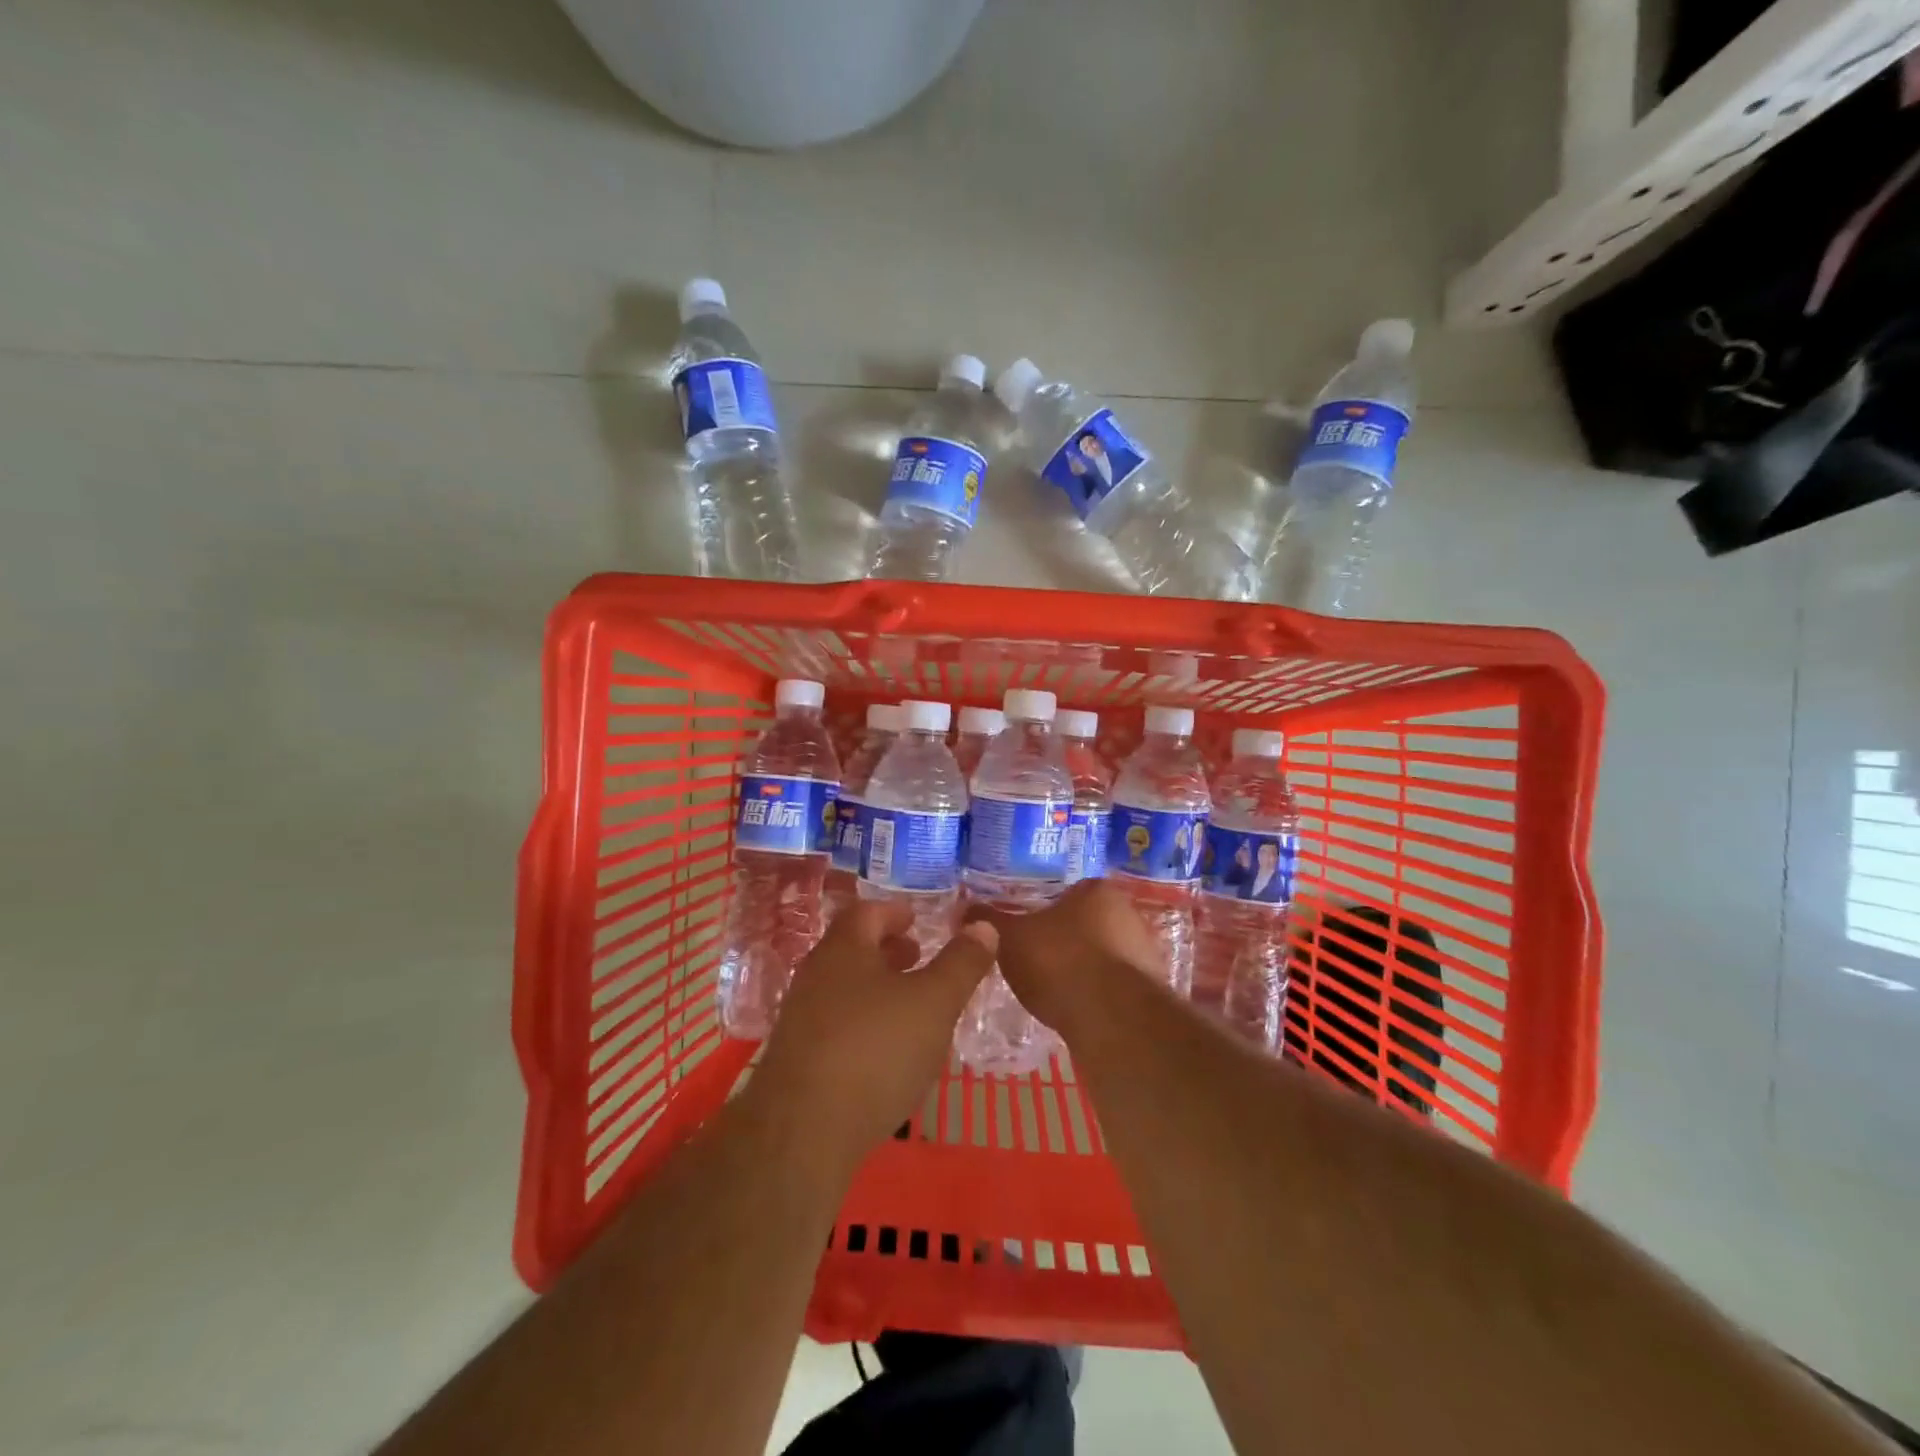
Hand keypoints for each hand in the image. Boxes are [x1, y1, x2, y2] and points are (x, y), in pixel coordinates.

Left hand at [753, 901, 995, 1169]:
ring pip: (844, 989)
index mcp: (843, 950)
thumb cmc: (875, 1050)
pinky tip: (887, 1051)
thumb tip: (983, 925)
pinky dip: (864, 1023)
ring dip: (876, 988)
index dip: (894, 912)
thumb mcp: (934, 1003)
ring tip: (910, 1005)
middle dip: (886, 950)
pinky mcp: (798, 1062)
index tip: (916, 919)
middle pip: (852, 950)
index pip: (866, 913)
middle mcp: (815, 977)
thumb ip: (961, 963)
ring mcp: (801, 1021)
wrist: (802, 1133)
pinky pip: (836, 1026)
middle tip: (918, 956)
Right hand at [973, 880, 1163, 1033]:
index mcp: (1097, 890)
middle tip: (1036, 962)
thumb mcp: (1010, 938)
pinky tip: (1078, 1011)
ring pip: (1104, 956)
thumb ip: (988, 921)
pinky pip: (1116, 987)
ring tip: (1053, 992)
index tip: (1027, 933)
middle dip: (1065, 941)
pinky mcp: (1152, 991)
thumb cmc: (1059, 962)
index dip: (1044, 912)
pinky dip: (1098, 996)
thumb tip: (963, 909)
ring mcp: (1145, 953)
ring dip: (1084, 970)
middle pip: (1088, 923)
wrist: (1112, 1018)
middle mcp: (1128, 914)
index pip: (1068, 893)